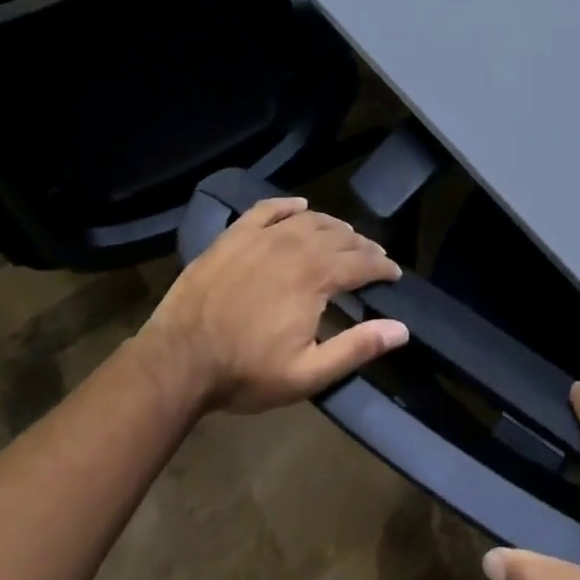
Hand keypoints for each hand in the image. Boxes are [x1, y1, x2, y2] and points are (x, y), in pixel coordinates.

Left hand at [138, 196, 409, 413]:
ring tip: (344, 235)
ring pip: (308, 220)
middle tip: (373, 257)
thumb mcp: (308, 373)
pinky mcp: (234, 236)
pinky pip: (267, 209)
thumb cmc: (246, 371)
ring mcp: (262, 237)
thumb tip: (401, 329)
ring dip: (333, 226)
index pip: (362, 262)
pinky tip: (299, 206)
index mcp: (317, 276)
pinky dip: (287, 205)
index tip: (394, 274)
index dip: (383, 267)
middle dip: (362, 246)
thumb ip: (357, 348)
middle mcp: (295, 246)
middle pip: (340, 237)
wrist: (178, 360)